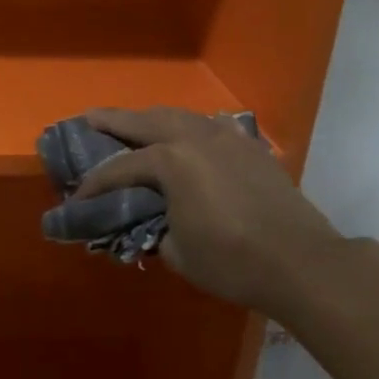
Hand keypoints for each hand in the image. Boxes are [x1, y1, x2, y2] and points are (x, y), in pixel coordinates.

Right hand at [73, 107, 346, 317]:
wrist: (301, 262)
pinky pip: (211, 126)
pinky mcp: (250, 147)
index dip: (95, 183)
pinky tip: (187, 133)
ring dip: (152, 118)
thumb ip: (154, 228)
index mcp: (171, 161)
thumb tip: (151, 221)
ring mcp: (227, 138)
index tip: (77, 197)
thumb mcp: (177, 252)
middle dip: (113, 120)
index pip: (120, 168)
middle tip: (89, 119)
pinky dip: (190, 127)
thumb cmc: (232, 261)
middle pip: (145, 121)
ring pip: (180, 116)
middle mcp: (195, 138)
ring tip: (133, 123)